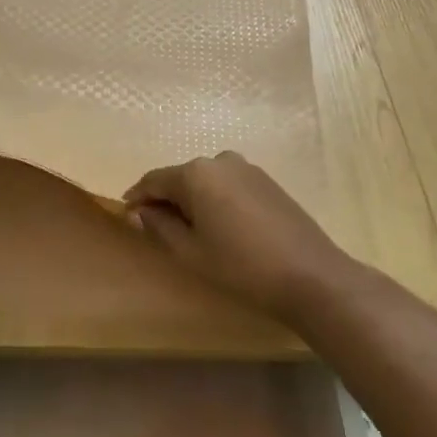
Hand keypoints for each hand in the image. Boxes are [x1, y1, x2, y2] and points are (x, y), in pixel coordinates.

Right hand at [123, 152, 356, 321]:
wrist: (310, 275)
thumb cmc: (240, 266)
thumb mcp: (190, 251)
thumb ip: (159, 226)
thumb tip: (139, 212)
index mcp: (196, 173)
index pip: (153, 180)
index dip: (137, 198)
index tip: (126, 216)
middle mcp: (220, 160)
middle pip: (180, 178)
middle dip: (165, 200)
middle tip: (157, 230)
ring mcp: (248, 168)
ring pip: (205, 182)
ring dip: (191, 201)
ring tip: (189, 232)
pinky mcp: (267, 182)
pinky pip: (228, 186)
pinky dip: (215, 201)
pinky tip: (220, 227)